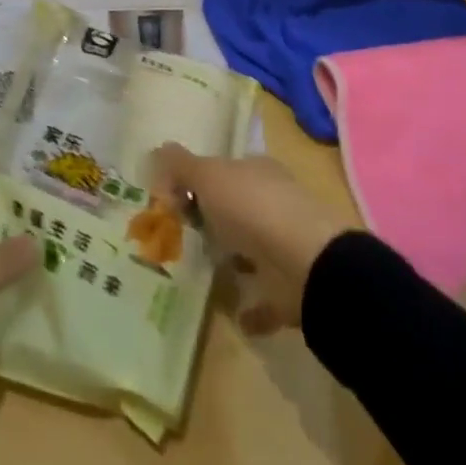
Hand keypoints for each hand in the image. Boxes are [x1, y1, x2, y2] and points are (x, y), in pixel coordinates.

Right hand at [150, 145, 354, 336]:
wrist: (308, 266)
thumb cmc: (253, 208)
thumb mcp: (208, 176)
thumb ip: (180, 165)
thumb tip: (157, 150)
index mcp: (259, 171)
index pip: (225, 170)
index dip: (198, 181)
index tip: (173, 201)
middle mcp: (276, 203)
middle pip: (238, 208)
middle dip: (214, 220)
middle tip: (181, 236)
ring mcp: (288, 246)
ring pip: (253, 250)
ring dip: (233, 260)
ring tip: (201, 272)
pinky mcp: (293, 288)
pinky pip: (267, 297)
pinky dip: (252, 306)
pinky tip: (234, 314)